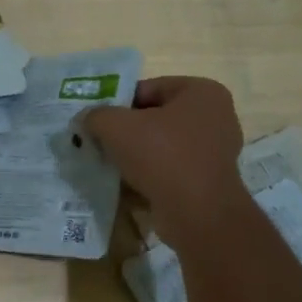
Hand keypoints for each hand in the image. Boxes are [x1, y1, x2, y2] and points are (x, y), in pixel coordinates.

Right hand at [82, 77, 249, 247]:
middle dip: (126, 131)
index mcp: (202, 92)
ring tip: (109, 165)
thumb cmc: (162, 156)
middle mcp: (215, 117)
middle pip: (156, 118)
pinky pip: (171, 170)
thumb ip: (97, 116)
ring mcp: (214, 151)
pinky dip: (150, 175)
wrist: (197, 213)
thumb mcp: (117, 127)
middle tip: (99, 143)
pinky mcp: (207, 181)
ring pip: (162, 146)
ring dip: (136, 155)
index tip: (97, 122)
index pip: (149, 88)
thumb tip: (86, 119)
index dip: (118, 103)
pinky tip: (127, 185)